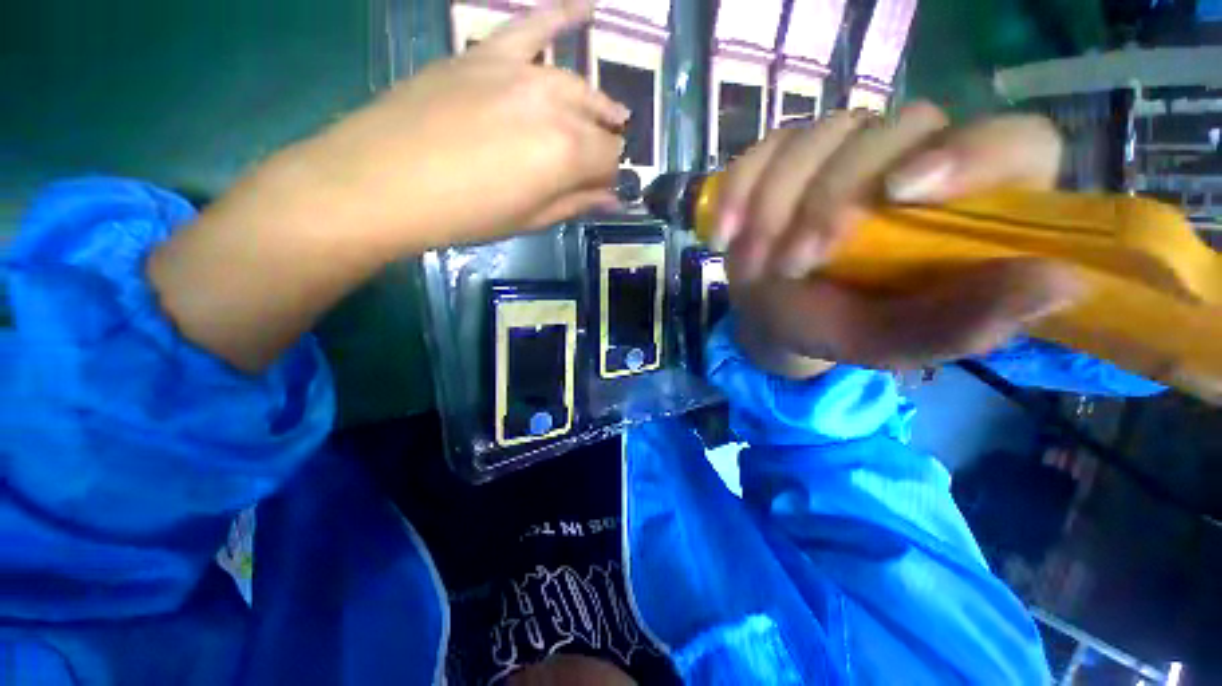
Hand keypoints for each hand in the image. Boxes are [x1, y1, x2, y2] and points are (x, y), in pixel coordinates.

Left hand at [281, 0, 626, 251]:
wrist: (382, 181)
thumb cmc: (464, 214)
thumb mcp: (528, 219)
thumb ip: (575, 204)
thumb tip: (611, 200)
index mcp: (567, 153)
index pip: (611, 160)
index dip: (610, 178)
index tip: (600, 191)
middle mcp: (554, 103)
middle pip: (598, 122)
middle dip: (603, 146)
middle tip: (596, 166)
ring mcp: (520, 71)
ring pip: (577, 84)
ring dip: (597, 104)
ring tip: (610, 116)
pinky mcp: (486, 54)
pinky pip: (532, 25)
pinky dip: (562, 15)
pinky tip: (586, 9)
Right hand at [718, 103, 1082, 374]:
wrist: (774, 317)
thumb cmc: (834, 329)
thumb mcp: (890, 342)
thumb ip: (962, 323)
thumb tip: (1063, 283)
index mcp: (968, 205)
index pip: (1013, 143)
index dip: (968, 153)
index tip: (901, 193)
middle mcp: (915, 158)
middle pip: (898, 128)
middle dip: (833, 199)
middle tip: (795, 263)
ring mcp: (846, 150)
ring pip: (821, 134)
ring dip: (776, 204)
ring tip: (754, 264)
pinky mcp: (789, 155)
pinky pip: (764, 149)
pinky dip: (737, 192)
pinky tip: (725, 235)